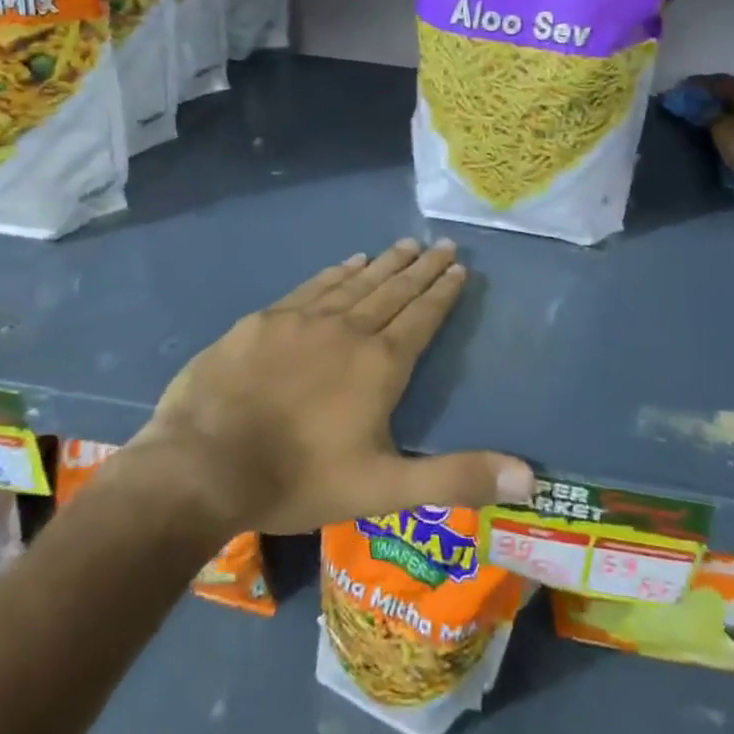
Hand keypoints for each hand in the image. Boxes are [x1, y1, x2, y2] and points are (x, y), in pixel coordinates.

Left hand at [123, 239, 533, 535]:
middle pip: (393, 290)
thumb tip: (531, 477)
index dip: (443, 292)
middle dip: (421, 268)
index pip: (422, 316)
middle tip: (442, 244)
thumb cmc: (299, 479)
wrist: (203, 464)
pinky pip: (312, 286)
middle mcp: (348, 329)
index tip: (459, 268)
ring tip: (405, 244)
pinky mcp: (264, 320)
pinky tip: (347, 262)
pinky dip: (337, 272)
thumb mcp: (384, 489)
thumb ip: (456, 478)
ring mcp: (302, 319)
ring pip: (355, 282)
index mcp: (380, 364)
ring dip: (384, 263)